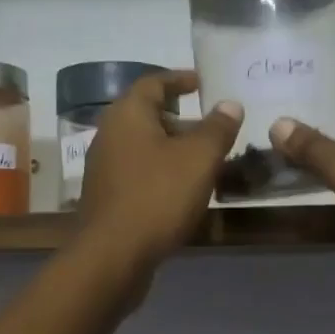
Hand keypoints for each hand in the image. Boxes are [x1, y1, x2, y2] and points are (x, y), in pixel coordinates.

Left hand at [76, 69, 241, 273]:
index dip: (179, 79)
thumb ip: (217, 128)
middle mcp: (109, 134)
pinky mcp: (107, 196)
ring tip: (204, 160)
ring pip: (144, 146)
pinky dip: (162, 171)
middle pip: (147, 114)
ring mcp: (105, 167)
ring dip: (173, 148)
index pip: (153, 82)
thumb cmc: (158, 196)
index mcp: (128, 114)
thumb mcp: (199, 158)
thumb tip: (230, 104)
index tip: (201, 83)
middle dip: (180, 118)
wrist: (113, 254)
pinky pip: (139, 171)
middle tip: (211, 127)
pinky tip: (183, 190)